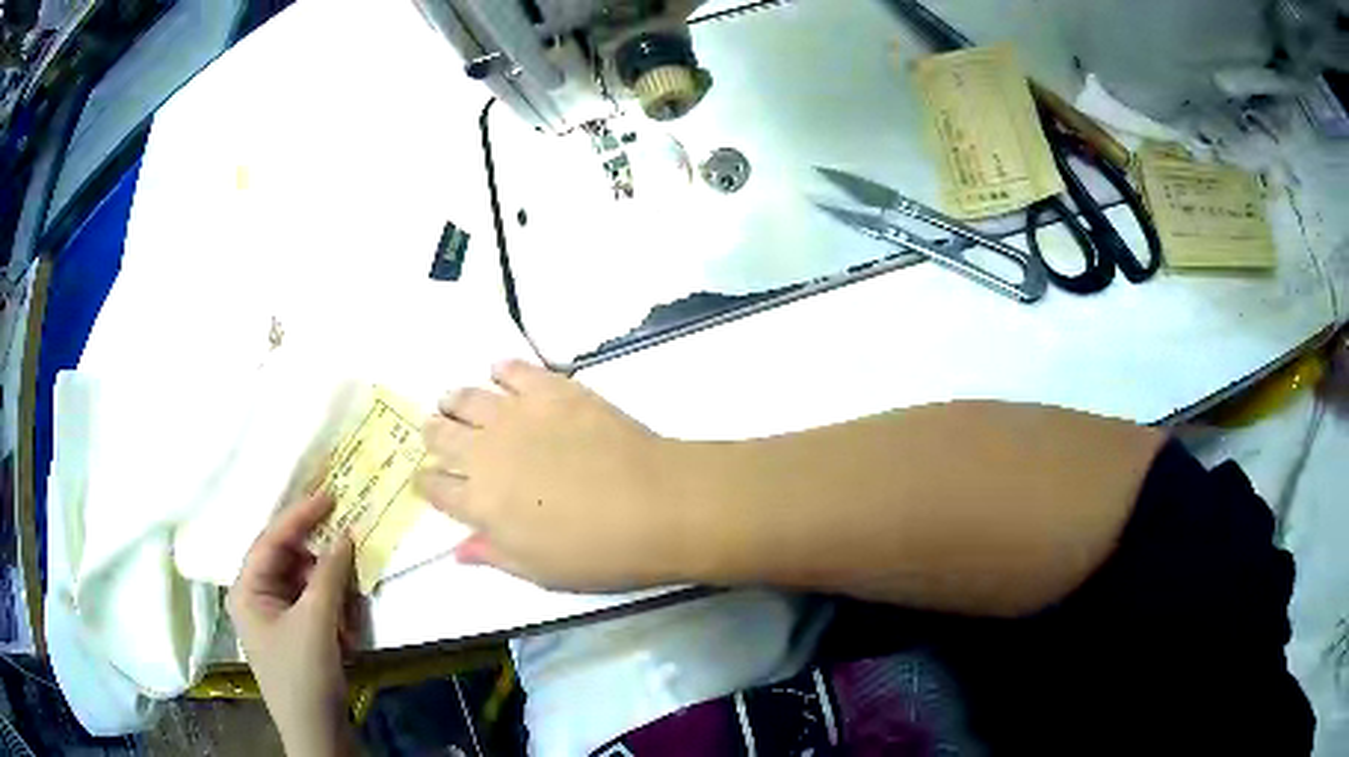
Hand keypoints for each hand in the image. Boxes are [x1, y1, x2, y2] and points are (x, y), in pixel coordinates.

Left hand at [227, 493, 358, 756]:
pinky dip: (336, 615)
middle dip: (324, 569)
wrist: (318, 735)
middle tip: (352, 561)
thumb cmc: (305, 677)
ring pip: (309, 586)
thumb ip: (330, 575)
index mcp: (247, 589)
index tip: (331, 494)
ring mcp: (278, 618)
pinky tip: (348, 637)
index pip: (272, 540)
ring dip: (334, 598)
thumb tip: (346, 535)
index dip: (300, 516)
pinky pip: (317, 609)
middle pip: (292, 562)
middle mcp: (258, 597)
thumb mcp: (317, 623)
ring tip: (351, 620)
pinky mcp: (297, 635)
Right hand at [416, 361, 697, 590]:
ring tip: (454, 402)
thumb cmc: (597, 551)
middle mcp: (485, 453)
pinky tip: (500, 373)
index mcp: (479, 503)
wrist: (654, 504)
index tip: (431, 481)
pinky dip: (502, 370)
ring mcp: (516, 415)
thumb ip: (493, 555)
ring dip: (455, 401)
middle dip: (433, 435)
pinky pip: (513, 369)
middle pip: (440, 435)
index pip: (435, 487)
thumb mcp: (539, 571)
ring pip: (466, 398)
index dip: (428, 483)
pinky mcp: (550, 389)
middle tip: (437, 433)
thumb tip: (457, 552)